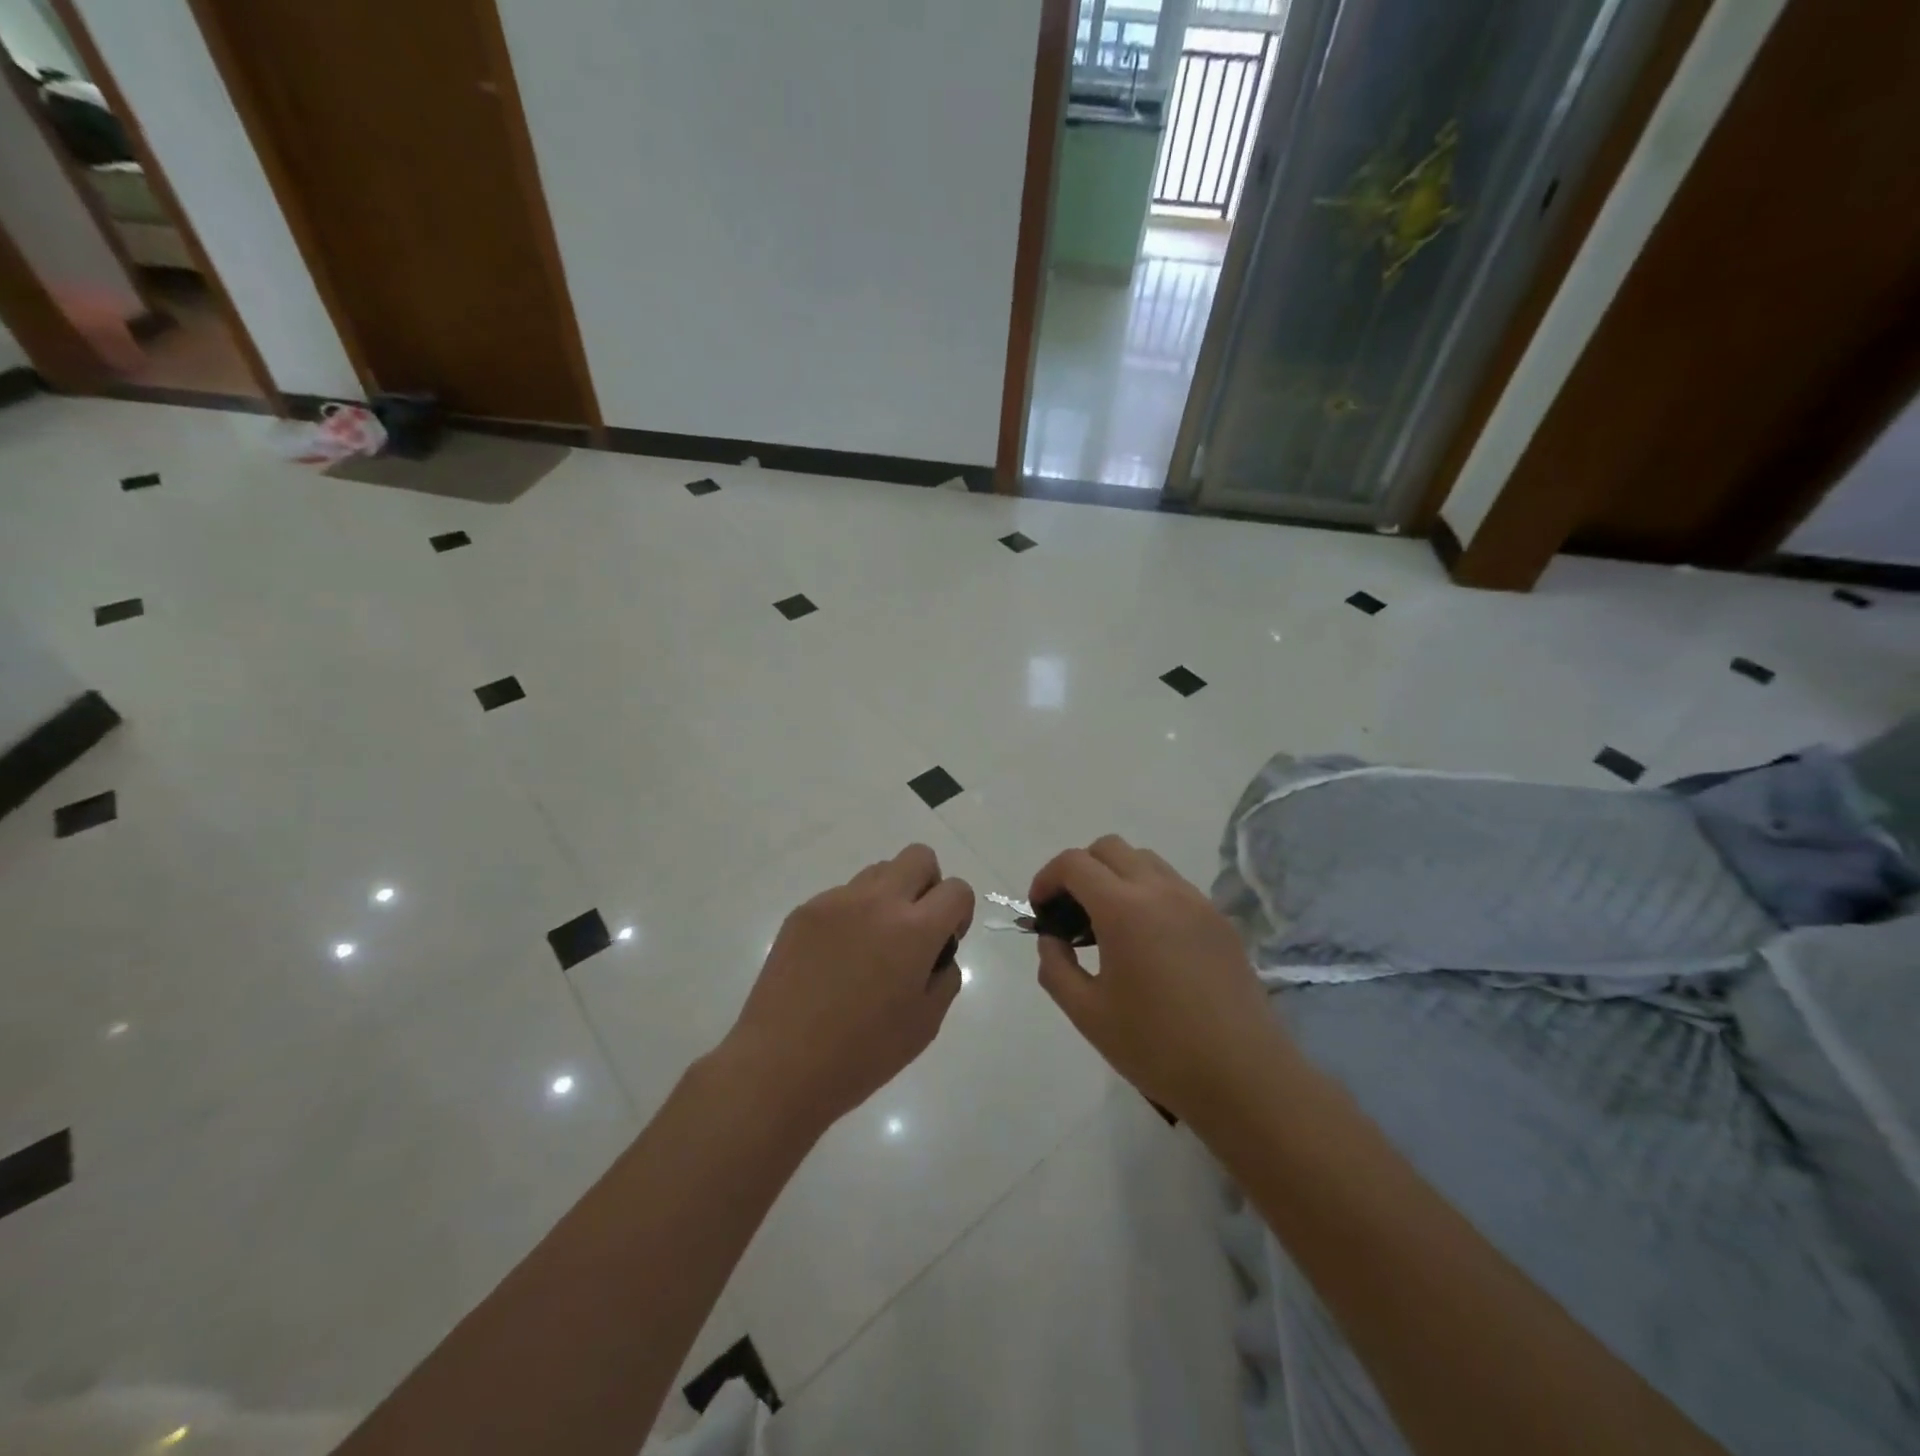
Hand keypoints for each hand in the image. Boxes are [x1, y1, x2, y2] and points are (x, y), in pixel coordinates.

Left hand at [723, 843, 973, 1136]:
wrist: (780, 1065)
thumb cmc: (862, 1054)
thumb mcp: (926, 1024)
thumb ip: (944, 975)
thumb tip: (936, 953)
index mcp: (914, 929)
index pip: (956, 890)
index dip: (959, 914)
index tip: (944, 943)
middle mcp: (877, 901)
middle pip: (918, 857)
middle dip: (928, 885)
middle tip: (915, 929)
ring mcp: (836, 901)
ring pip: (878, 871)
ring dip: (889, 896)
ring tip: (871, 946)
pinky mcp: (805, 911)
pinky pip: (842, 896)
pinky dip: (852, 915)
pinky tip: (836, 960)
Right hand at [1031, 835, 1284, 1122]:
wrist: (1244, 1077)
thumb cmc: (1157, 1047)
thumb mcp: (1087, 1013)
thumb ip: (1055, 967)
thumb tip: (1052, 939)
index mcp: (1124, 909)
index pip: (1074, 863)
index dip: (1047, 878)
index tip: (1040, 910)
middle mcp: (1161, 890)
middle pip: (1109, 848)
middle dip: (1080, 870)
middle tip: (1070, 913)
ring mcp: (1196, 901)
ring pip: (1144, 860)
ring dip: (1115, 876)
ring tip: (1107, 925)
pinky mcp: (1219, 919)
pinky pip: (1173, 885)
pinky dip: (1147, 893)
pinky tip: (1146, 941)